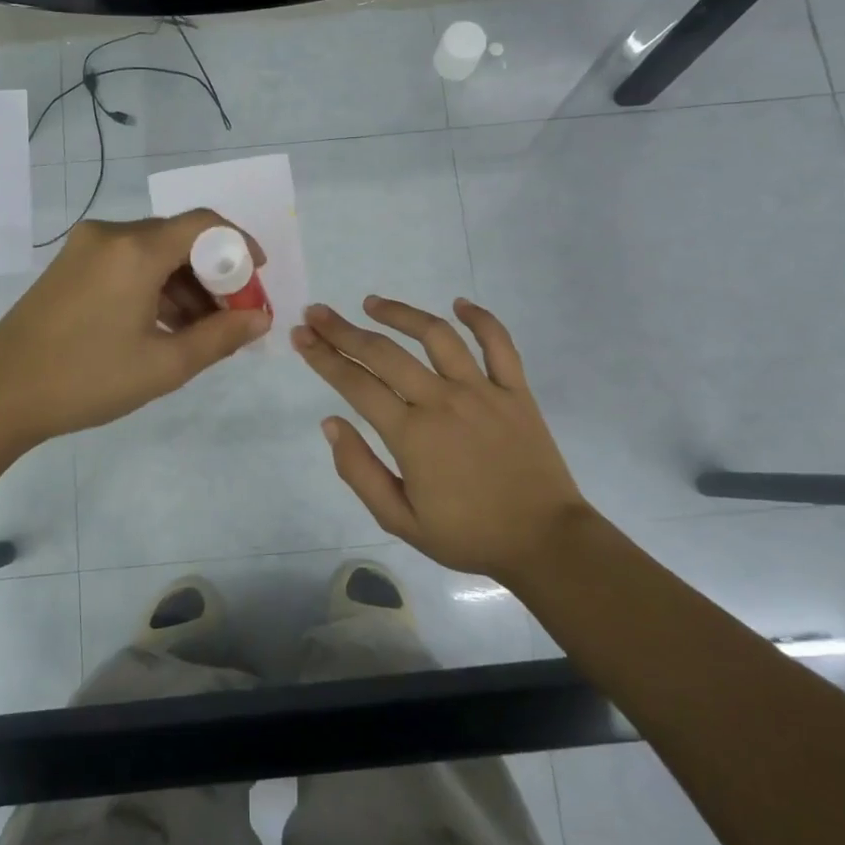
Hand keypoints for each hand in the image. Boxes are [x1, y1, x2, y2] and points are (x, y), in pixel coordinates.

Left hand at [0, 211, 270, 446]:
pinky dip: (153, 287)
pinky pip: (126, 263)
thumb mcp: (164, 365)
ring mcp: (84, 248)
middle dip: (213, 274)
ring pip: (152, 253)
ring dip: (183, 285)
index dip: (240, 245)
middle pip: (179, 239)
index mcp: (135, 250)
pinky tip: (162, 326)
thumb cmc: (87, 380)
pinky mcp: (69, 266)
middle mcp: (110, 235)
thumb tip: (260, 319)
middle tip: (232, 316)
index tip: (257, 278)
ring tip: (200, 332)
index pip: (204, 224)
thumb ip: (221, 337)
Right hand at [291, 296, 587, 580]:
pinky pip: (499, 344)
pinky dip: (480, 319)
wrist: (544, 541)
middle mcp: (442, 401)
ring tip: (372, 303)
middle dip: (344, 330)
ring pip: (436, 336)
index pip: (355, 384)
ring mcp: (482, 390)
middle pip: (384, 353)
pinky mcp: (516, 390)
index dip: (323, 357)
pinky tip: (459, 303)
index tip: (301, 335)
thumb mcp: (400, 520)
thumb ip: (359, 471)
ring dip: (400, 314)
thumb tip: (330, 423)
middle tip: (317, 313)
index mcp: (411, 434)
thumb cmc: (467, 535)